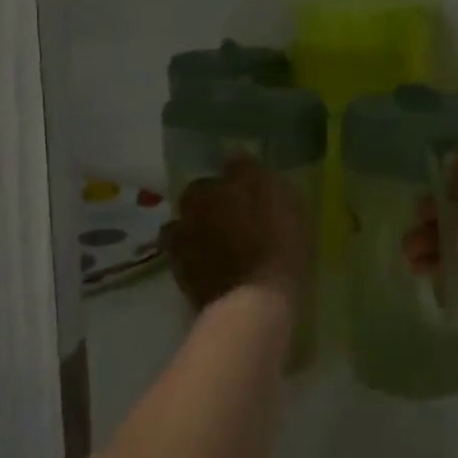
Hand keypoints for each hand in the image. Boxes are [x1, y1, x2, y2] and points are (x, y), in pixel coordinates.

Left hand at [161, 156, 311, 310]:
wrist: (255, 303)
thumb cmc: (274, 240)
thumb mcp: (277, 194)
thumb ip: (250, 171)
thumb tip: (232, 154)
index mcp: (204, 192)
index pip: (212, 180)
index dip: (231, 188)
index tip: (248, 197)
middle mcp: (184, 218)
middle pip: (197, 208)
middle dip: (213, 211)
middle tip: (240, 222)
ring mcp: (180, 254)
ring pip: (191, 236)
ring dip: (204, 238)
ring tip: (229, 249)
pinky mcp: (186, 286)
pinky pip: (194, 266)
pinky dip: (205, 265)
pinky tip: (225, 271)